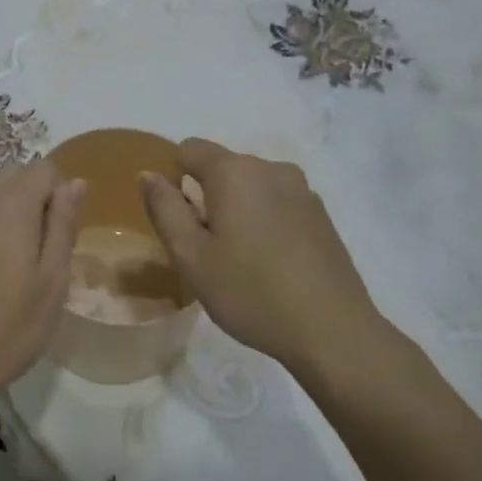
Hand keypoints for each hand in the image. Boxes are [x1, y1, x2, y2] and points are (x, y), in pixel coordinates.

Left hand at [0, 160, 83, 420]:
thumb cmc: (6, 329)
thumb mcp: (51, 282)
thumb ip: (63, 226)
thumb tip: (74, 183)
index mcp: (8, 209)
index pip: (42, 168)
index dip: (60, 193)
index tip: (60, 233)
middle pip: (11, 173)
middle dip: (33, 195)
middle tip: (41, 246)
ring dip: (6, 207)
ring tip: (13, 257)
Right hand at [140, 138, 383, 373]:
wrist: (332, 331)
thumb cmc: (250, 292)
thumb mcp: (191, 256)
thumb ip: (164, 209)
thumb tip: (149, 174)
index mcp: (235, 172)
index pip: (189, 149)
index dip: (174, 179)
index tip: (181, 223)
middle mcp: (270, 168)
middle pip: (222, 167)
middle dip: (206, 197)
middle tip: (208, 250)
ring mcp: (302, 189)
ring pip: (251, 186)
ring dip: (236, 209)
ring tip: (241, 260)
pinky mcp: (321, 213)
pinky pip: (277, 203)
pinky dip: (264, 220)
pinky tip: (271, 264)